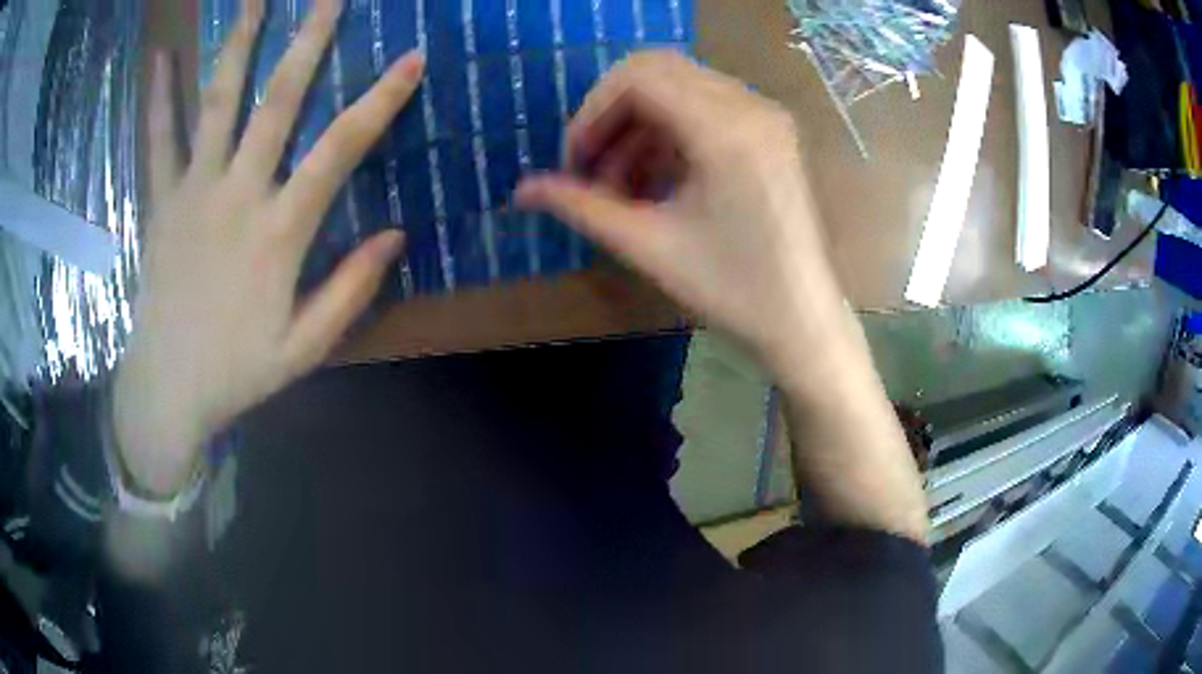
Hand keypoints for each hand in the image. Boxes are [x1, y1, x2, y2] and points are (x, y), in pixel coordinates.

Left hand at [114, 0, 422, 495]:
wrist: (166, 390)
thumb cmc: (237, 372)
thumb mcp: (304, 347)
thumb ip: (350, 290)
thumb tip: (396, 234)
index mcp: (279, 233)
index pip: (340, 150)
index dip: (380, 100)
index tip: (412, 57)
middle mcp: (237, 196)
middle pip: (277, 101)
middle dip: (308, 41)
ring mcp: (193, 192)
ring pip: (217, 103)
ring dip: (236, 44)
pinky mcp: (161, 202)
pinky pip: (158, 140)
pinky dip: (159, 96)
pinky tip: (160, 56)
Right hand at [515, 52, 848, 373]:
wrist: (802, 319)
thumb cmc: (731, 290)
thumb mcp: (648, 246)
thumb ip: (580, 207)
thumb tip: (521, 190)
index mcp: (725, 129)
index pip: (639, 77)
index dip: (592, 112)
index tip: (574, 163)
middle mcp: (750, 106)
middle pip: (658, 71)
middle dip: (612, 115)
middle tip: (592, 168)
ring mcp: (765, 116)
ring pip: (680, 88)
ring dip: (639, 127)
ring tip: (621, 187)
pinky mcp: (770, 131)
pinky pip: (706, 107)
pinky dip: (670, 133)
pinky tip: (655, 181)